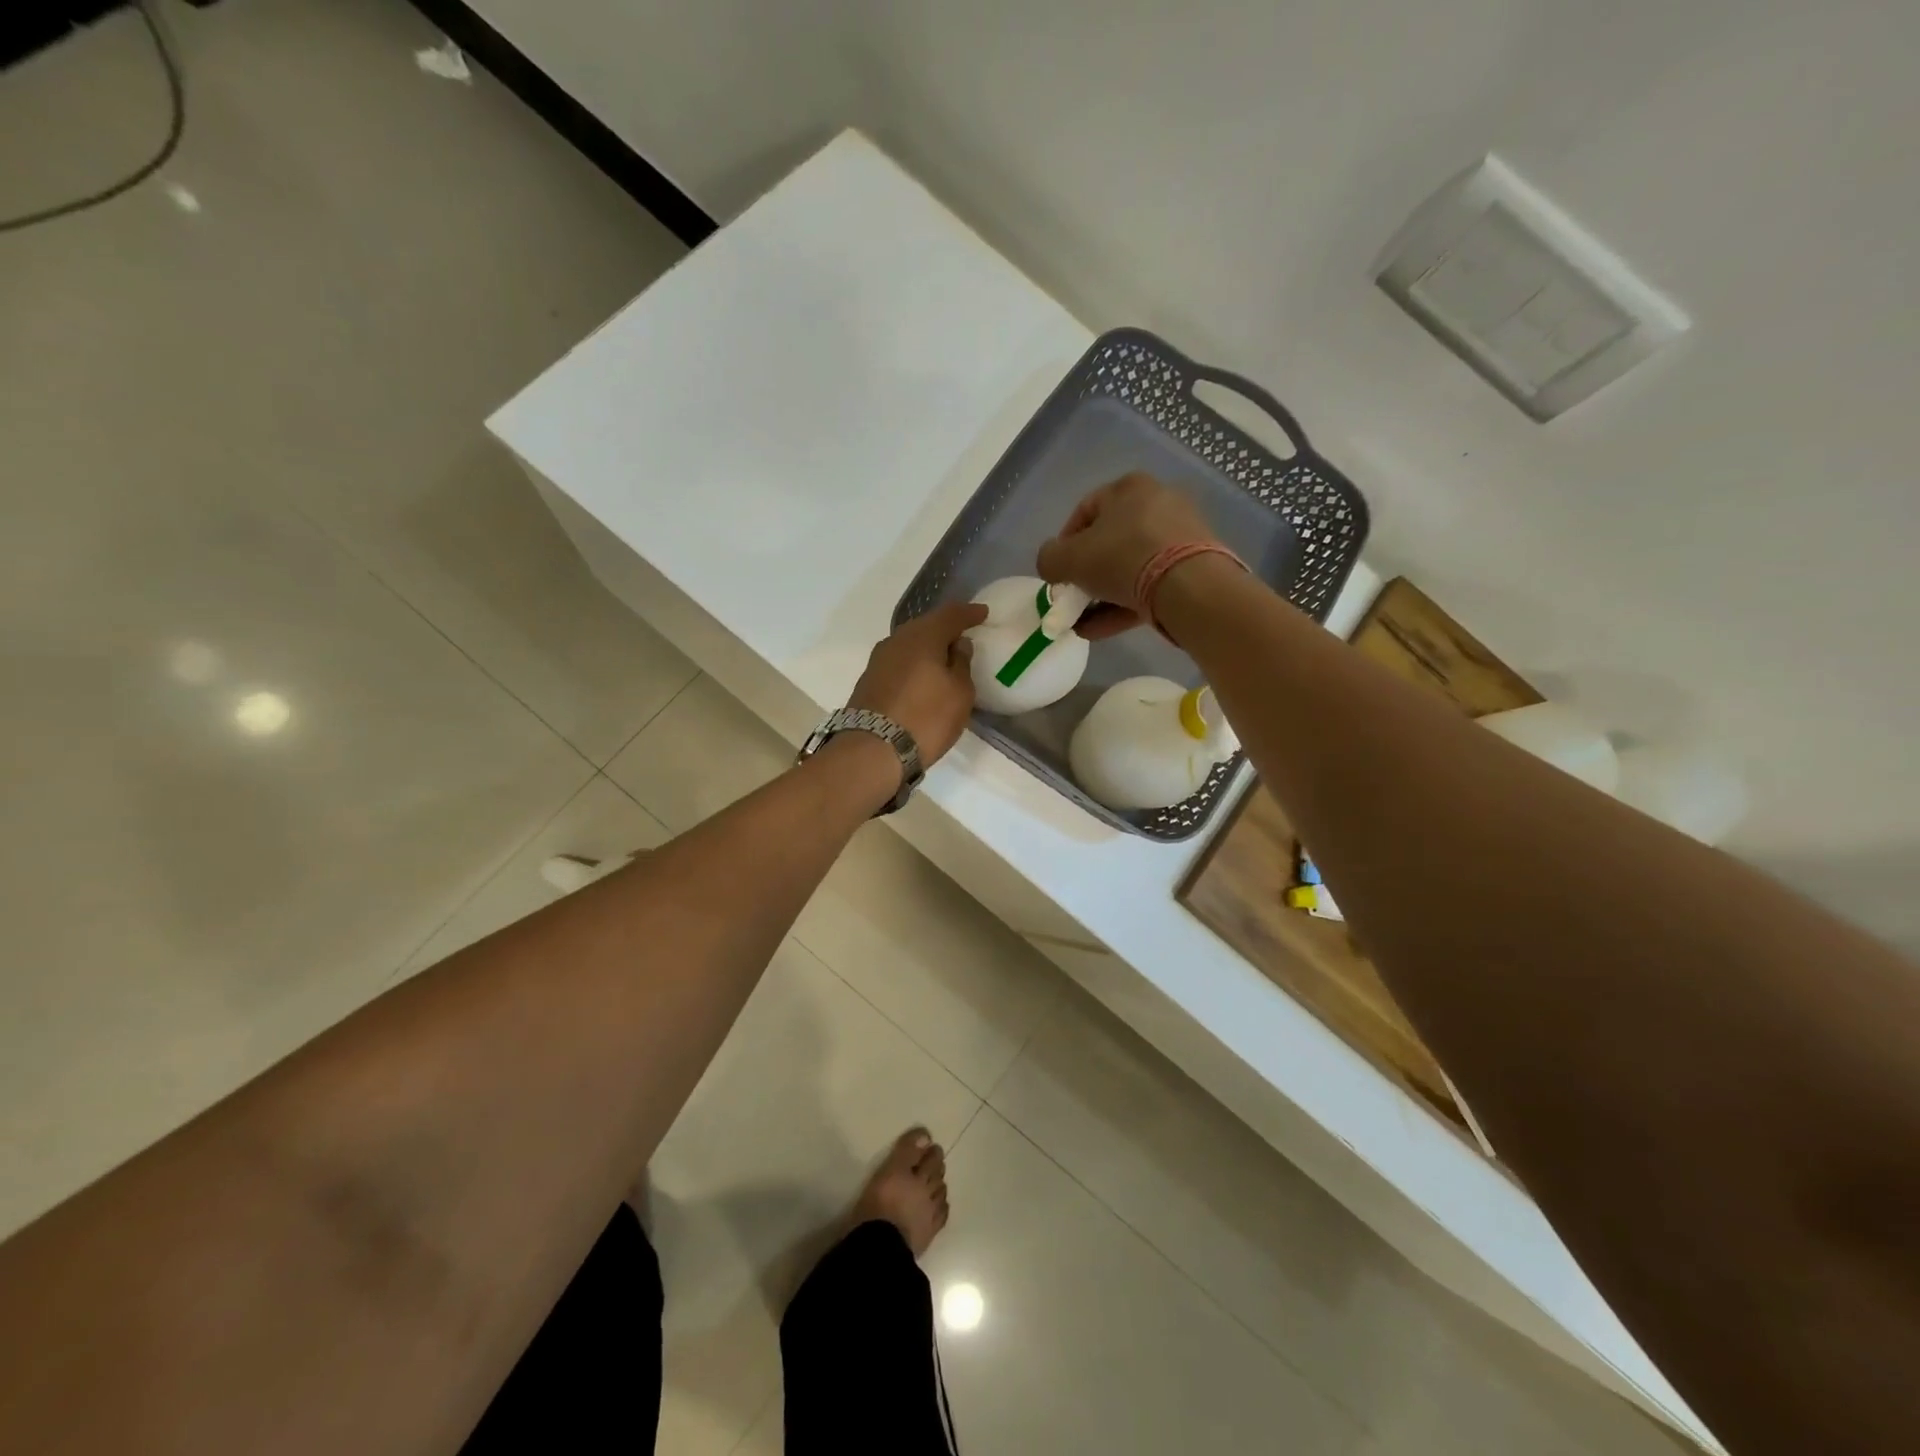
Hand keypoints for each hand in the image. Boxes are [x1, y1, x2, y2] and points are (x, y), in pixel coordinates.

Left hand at [846, 602, 988, 765]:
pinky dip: (913, 664)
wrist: (872, 750)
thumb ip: (961, 664)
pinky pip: (898, 662)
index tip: (983, 613)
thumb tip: (958, 645)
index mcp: (923, 636)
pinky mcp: (868, 680)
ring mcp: (878, 660)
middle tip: (963, 635)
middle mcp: (897, 640)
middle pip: (925, 626)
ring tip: (943, 658)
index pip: (950, 615)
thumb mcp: (959, 693)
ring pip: (909, 644)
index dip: (969, 613)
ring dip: (927, 647)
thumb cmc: (926, 718)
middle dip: (945, 628)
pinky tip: (921, 676)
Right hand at [1035, 472, 1218, 638]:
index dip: (1063, 544)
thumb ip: (1049, 559)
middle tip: (1072, 598)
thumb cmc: (1122, 558)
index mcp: (1129, 488)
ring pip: (1130, 568)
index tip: (1057, 573)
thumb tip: (1051, 565)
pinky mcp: (1193, 569)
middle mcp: (1158, 503)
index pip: (1085, 511)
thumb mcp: (1068, 559)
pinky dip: (1124, 606)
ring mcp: (1180, 537)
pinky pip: (1150, 586)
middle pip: (1110, 541)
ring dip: (1102, 596)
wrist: (1189, 586)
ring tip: (1082, 624)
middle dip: (1086, 574)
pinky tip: (1100, 631)